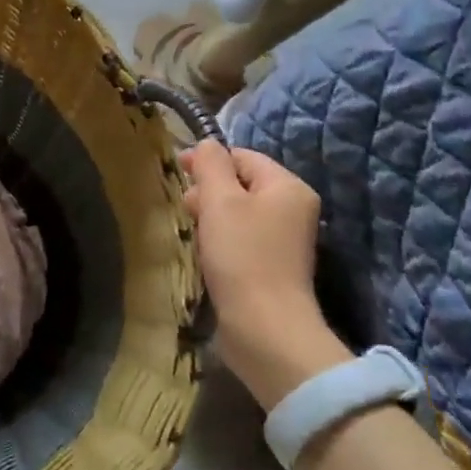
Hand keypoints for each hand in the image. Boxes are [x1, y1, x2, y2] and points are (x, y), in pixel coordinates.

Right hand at [181, 140, 347, 409]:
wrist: (263, 325)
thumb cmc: (241, 255)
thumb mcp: (219, 201)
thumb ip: (210, 166)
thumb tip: (206, 144)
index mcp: (288, 187)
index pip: (243, 156)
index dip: (208, 160)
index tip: (177, 174)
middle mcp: (293, 209)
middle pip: (242, 184)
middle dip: (208, 191)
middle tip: (184, 209)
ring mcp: (284, 241)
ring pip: (238, 213)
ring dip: (211, 217)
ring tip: (191, 232)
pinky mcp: (271, 266)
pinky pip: (241, 239)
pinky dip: (219, 240)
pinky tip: (204, 253)